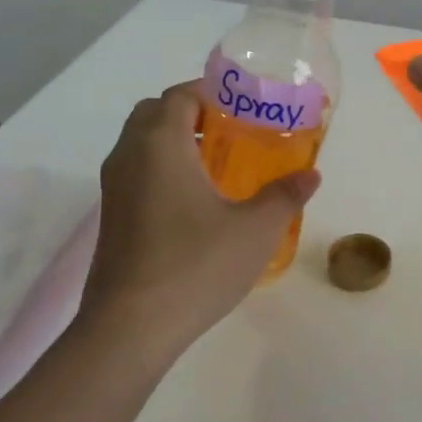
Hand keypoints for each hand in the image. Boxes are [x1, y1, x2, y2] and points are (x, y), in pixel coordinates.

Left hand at [80, 81, 319, 353]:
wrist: (129, 329)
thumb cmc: (196, 265)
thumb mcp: (256, 229)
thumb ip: (285, 195)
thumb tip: (310, 175)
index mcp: (161, 144)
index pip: (180, 95)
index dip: (212, 92)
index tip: (246, 106)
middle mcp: (129, 157)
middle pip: (155, 113)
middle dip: (192, 114)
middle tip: (232, 133)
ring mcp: (113, 189)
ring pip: (142, 145)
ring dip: (176, 142)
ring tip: (220, 166)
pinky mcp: (111, 219)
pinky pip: (137, 173)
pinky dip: (163, 170)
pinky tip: (197, 203)